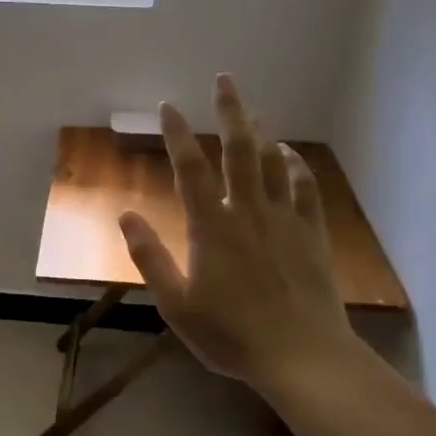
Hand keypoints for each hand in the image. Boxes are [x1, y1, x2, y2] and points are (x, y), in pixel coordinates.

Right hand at [118, 75, 365, 396]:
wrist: (301, 355)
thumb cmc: (230, 334)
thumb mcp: (175, 304)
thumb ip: (150, 257)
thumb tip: (125, 215)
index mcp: (212, 227)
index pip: (190, 169)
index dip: (177, 135)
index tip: (168, 106)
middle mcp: (248, 212)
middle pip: (239, 150)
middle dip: (230, 111)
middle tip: (225, 79)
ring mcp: (284, 220)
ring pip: (273, 163)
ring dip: (261, 132)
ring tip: (253, 110)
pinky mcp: (310, 235)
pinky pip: (305, 189)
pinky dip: (296, 166)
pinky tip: (289, 155)